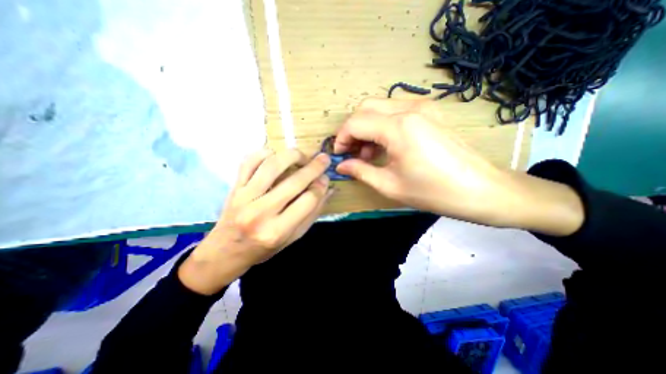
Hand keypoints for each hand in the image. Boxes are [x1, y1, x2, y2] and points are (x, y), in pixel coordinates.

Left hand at [178, 150, 332, 294]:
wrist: (226, 251)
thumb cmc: (263, 248)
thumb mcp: (292, 238)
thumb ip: (312, 213)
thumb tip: (328, 189)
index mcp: (278, 231)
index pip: (308, 200)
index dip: (321, 186)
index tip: (326, 178)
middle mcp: (261, 212)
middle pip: (295, 182)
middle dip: (314, 168)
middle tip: (324, 158)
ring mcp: (244, 197)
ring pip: (272, 166)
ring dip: (292, 156)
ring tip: (302, 156)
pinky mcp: (235, 187)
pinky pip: (249, 161)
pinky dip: (265, 153)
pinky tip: (276, 155)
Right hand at [335, 96, 510, 224]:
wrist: (481, 189)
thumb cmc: (433, 192)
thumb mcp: (390, 185)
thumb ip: (360, 171)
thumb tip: (340, 166)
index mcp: (398, 127)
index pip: (355, 122)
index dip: (341, 138)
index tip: (339, 155)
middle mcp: (409, 108)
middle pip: (365, 108)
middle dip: (352, 130)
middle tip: (353, 153)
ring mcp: (423, 106)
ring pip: (379, 107)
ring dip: (367, 127)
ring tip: (369, 153)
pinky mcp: (430, 111)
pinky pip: (395, 110)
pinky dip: (382, 125)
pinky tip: (386, 145)